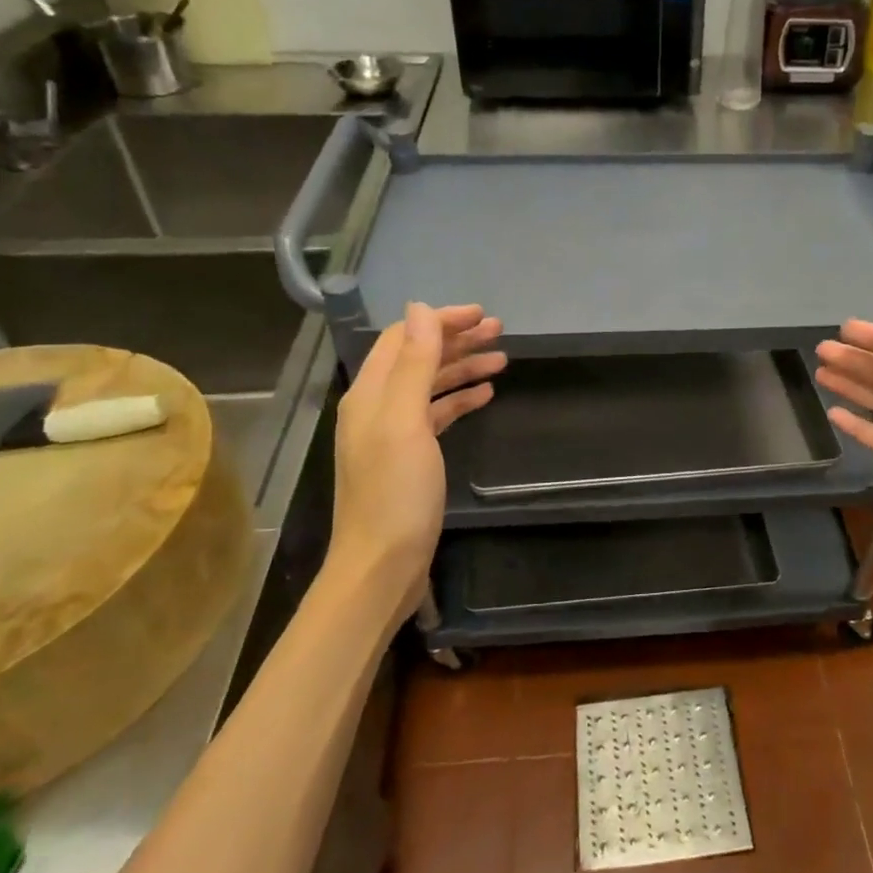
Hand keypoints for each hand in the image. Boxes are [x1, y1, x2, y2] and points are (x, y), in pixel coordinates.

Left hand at [325, 303, 504, 619]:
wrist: (383, 564)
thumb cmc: (395, 492)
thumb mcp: (406, 421)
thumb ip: (414, 364)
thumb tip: (420, 308)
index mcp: (370, 393)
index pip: (404, 339)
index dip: (440, 321)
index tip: (481, 315)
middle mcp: (377, 407)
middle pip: (418, 359)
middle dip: (457, 341)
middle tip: (499, 331)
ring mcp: (393, 434)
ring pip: (430, 386)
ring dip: (462, 368)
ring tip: (502, 359)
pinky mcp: (410, 458)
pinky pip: (436, 415)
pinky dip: (459, 400)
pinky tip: (485, 395)